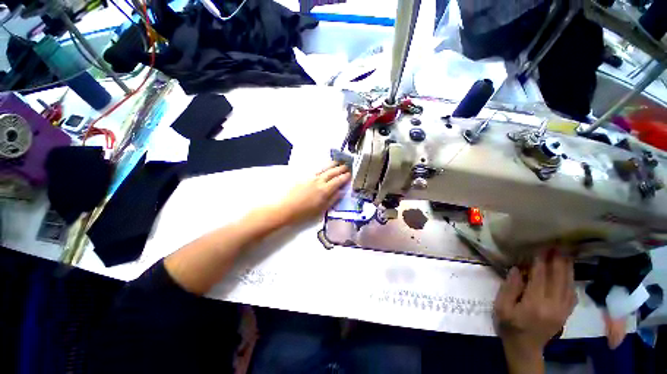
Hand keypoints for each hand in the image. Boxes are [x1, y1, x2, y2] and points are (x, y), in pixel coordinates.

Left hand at [275, 163, 350, 224]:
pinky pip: (316, 170)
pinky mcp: (304, 177)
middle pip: (332, 172)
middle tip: (347, 166)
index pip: (338, 181)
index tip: (350, 174)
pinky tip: (324, 167)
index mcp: (325, 190)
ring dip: (332, 165)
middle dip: (340, 168)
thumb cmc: (305, 212)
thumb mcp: (321, 209)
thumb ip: (333, 199)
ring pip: (324, 169)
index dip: (345, 177)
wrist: (286, 208)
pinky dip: (323, 167)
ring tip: (337, 162)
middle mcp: (319, 181)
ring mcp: (311, 178)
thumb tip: (341, 191)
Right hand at [494, 251, 576, 371]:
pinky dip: (572, 280)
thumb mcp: (502, 307)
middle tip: (558, 245)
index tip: (541, 247)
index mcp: (534, 304)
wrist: (526, 348)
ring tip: (566, 253)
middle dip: (558, 260)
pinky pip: (572, 294)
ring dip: (568, 268)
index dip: (541, 261)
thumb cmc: (509, 325)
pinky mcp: (566, 313)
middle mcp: (553, 306)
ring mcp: (563, 311)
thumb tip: (518, 269)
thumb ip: (509, 288)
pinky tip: (569, 273)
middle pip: (558, 279)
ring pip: (568, 285)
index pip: (540, 277)